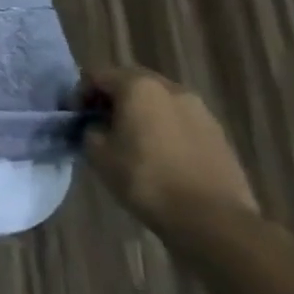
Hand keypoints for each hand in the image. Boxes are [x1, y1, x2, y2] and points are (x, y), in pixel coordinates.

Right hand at [72, 66, 258, 232]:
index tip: (75, 118)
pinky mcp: (218, 133)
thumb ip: (90, 129)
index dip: (80, 94)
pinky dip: (163, 127)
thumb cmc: (145, 179)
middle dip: (111, 98)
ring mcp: (200, 110)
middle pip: (131, 82)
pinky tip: (158, 154)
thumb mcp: (97, 153)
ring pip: (158, 100)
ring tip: (130, 140)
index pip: (97, 75)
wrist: (212, 218)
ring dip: (140, 112)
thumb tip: (97, 125)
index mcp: (138, 87)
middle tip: (99, 124)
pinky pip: (179, 119)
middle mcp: (172, 89)